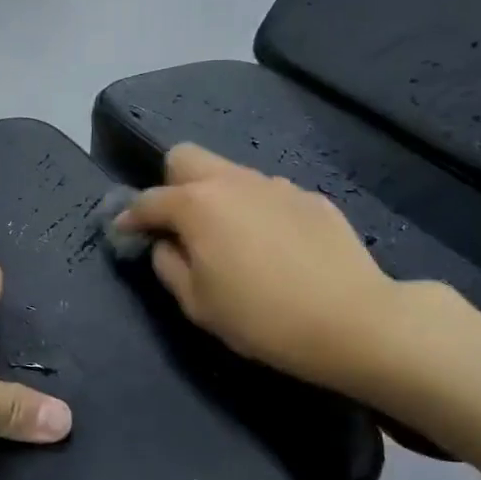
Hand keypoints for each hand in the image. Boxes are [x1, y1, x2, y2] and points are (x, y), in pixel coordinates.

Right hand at [115, 144, 447, 397]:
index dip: (130, 217)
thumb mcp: (197, 304)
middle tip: (178, 223)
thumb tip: (165, 243)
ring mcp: (275, 185)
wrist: (355, 322)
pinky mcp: (311, 198)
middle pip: (185, 158)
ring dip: (217, 197)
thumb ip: (168, 265)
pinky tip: (274, 248)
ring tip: (231, 239)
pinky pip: (268, 195)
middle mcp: (232, 181)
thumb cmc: (262, 318)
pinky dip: (257, 212)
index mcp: (197, 205)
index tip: (125, 232)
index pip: (148, 200)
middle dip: (171, 184)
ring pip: (229, 174)